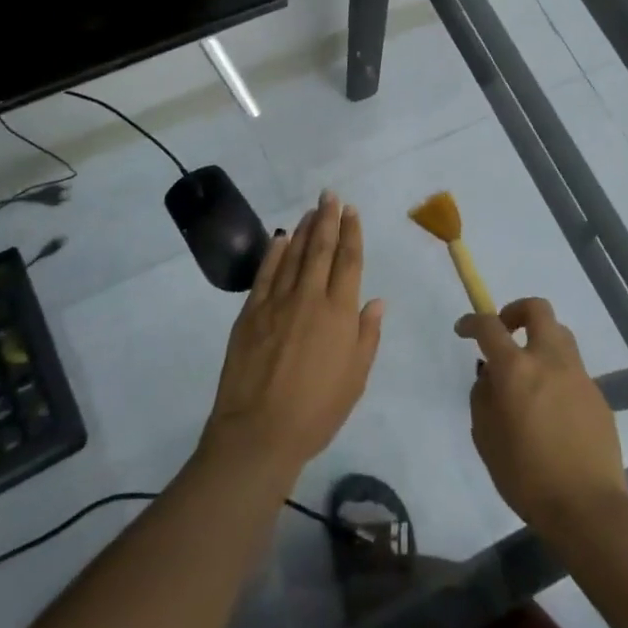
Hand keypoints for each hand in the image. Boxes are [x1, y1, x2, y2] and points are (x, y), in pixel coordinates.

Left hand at [202, 192, 384, 484]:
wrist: (259, 432)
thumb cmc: (317, 411)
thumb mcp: (355, 379)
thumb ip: (367, 336)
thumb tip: (377, 301)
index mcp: (340, 313)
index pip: (349, 261)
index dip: (352, 233)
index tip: (352, 211)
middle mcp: (310, 298)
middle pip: (321, 249)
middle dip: (328, 219)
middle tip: (330, 195)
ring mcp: (277, 302)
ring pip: (294, 255)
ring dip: (304, 230)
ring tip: (312, 210)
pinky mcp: (251, 312)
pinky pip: (266, 273)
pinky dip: (275, 253)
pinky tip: (281, 239)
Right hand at [457, 298, 627, 530]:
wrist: (587, 507)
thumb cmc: (526, 475)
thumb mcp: (485, 437)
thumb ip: (483, 397)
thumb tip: (491, 377)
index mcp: (516, 369)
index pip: (490, 326)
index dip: (473, 322)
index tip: (464, 330)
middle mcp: (550, 361)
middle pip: (538, 309)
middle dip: (516, 311)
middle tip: (505, 332)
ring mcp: (579, 377)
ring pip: (560, 335)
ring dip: (540, 340)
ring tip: (529, 371)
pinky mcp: (598, 396)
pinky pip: (573, 371)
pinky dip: (557, 374)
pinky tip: (551, 409)